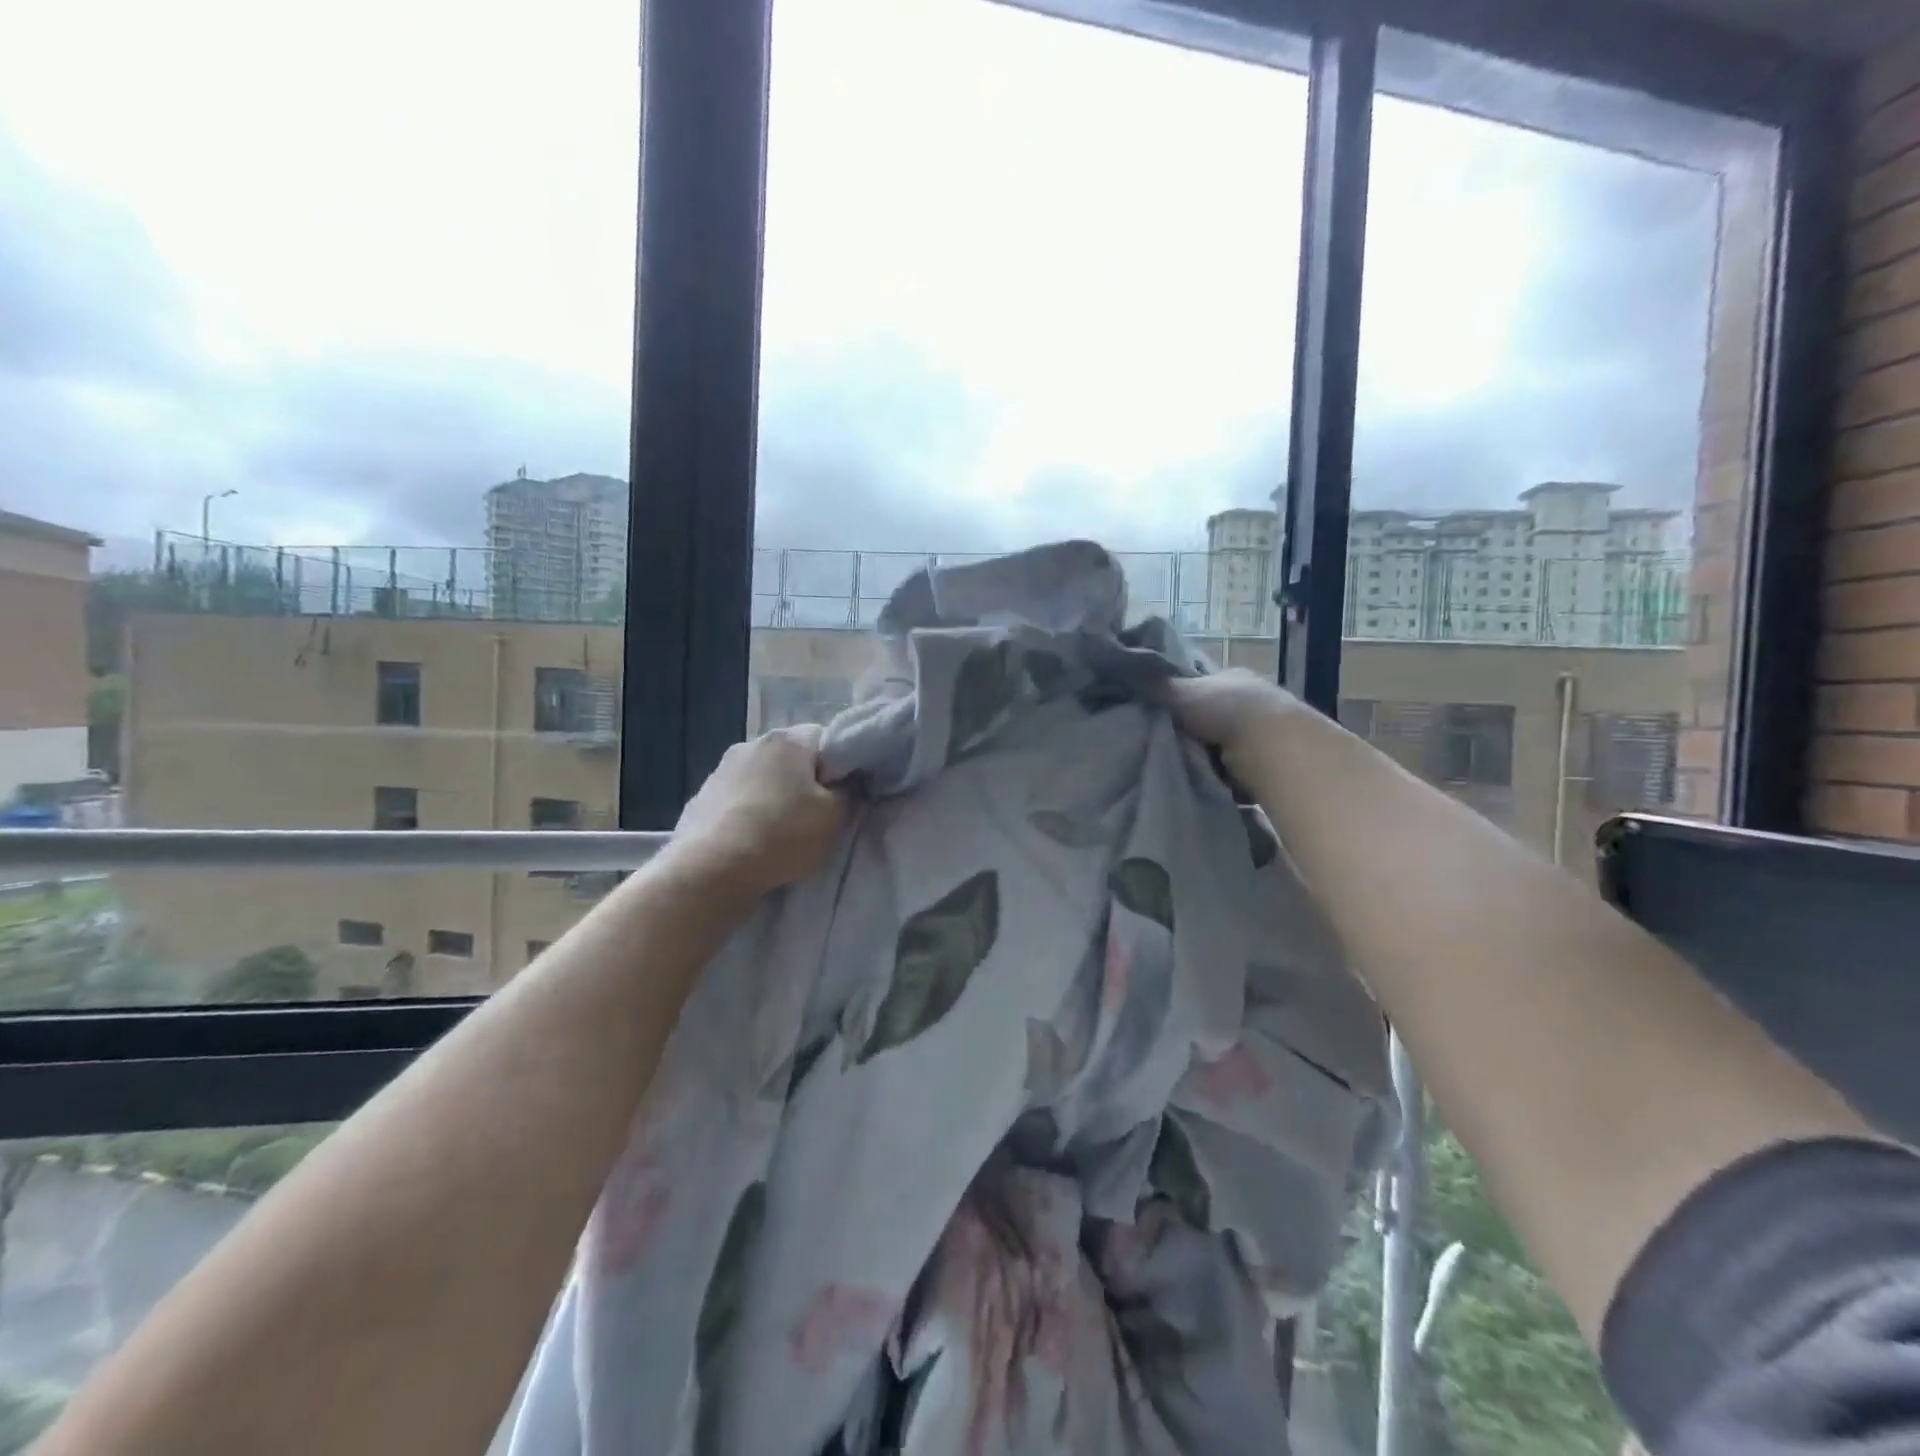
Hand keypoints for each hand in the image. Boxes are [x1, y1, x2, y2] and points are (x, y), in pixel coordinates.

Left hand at [670, 726, 849, 899]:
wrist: (710, 869)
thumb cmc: (783, 835)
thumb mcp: (835, 817)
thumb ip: (849, 792)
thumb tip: (847, 782)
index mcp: (788, 740)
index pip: (826, 739)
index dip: (839, 766)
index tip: (841, 796)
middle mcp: (752, 743)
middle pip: (791, 759)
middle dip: (804, 782)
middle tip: (815, 817)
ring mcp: (721, 769)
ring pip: (762, 779)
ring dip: (773, 798)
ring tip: (780, 834)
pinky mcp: (701, 797)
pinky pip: (737, 800)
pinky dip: (748, 814)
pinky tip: (751, 842)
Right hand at [1162, 669, 1305, 782]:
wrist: (1273, 747)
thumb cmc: (1225, 710)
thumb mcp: (1181, 691)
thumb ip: (1154, 685)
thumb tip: (1122, 668)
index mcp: (1232, 676)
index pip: (1199, 683)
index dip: (1177, 696)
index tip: (1154, 713)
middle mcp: (1251, 699)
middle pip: (1209, 714)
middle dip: (1189, 728)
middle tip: (1159, 742)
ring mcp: (1263, 731)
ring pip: (1220, 743)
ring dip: (1205, 754)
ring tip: (1178, 766)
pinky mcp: (1269, 761)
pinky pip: (1233, 768)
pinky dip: (1221, 776)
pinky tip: (1204, 782)